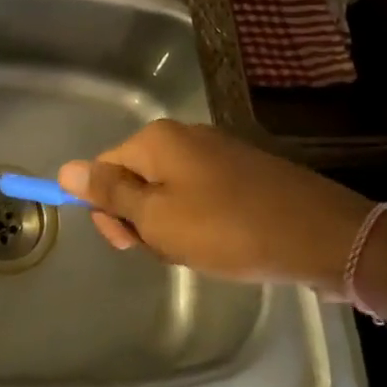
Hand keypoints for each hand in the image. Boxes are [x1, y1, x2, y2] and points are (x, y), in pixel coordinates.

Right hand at [58, 120, 374, 294]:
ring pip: (168, 191)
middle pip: (135, 178)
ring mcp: (216, 151)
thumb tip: (65, 169)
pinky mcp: (243, 170)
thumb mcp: (158, 219)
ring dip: (171, 225)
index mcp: (156, 141)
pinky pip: (199, 194)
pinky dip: (199, 221)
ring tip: (199, 251)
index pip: (103, 168)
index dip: (106, 210)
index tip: (129, 245)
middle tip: (169, 251)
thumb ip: (110, 194)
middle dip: (141, 219)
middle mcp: (183, 135)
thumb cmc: (229, 230)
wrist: (322, 236)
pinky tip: (220, 244)